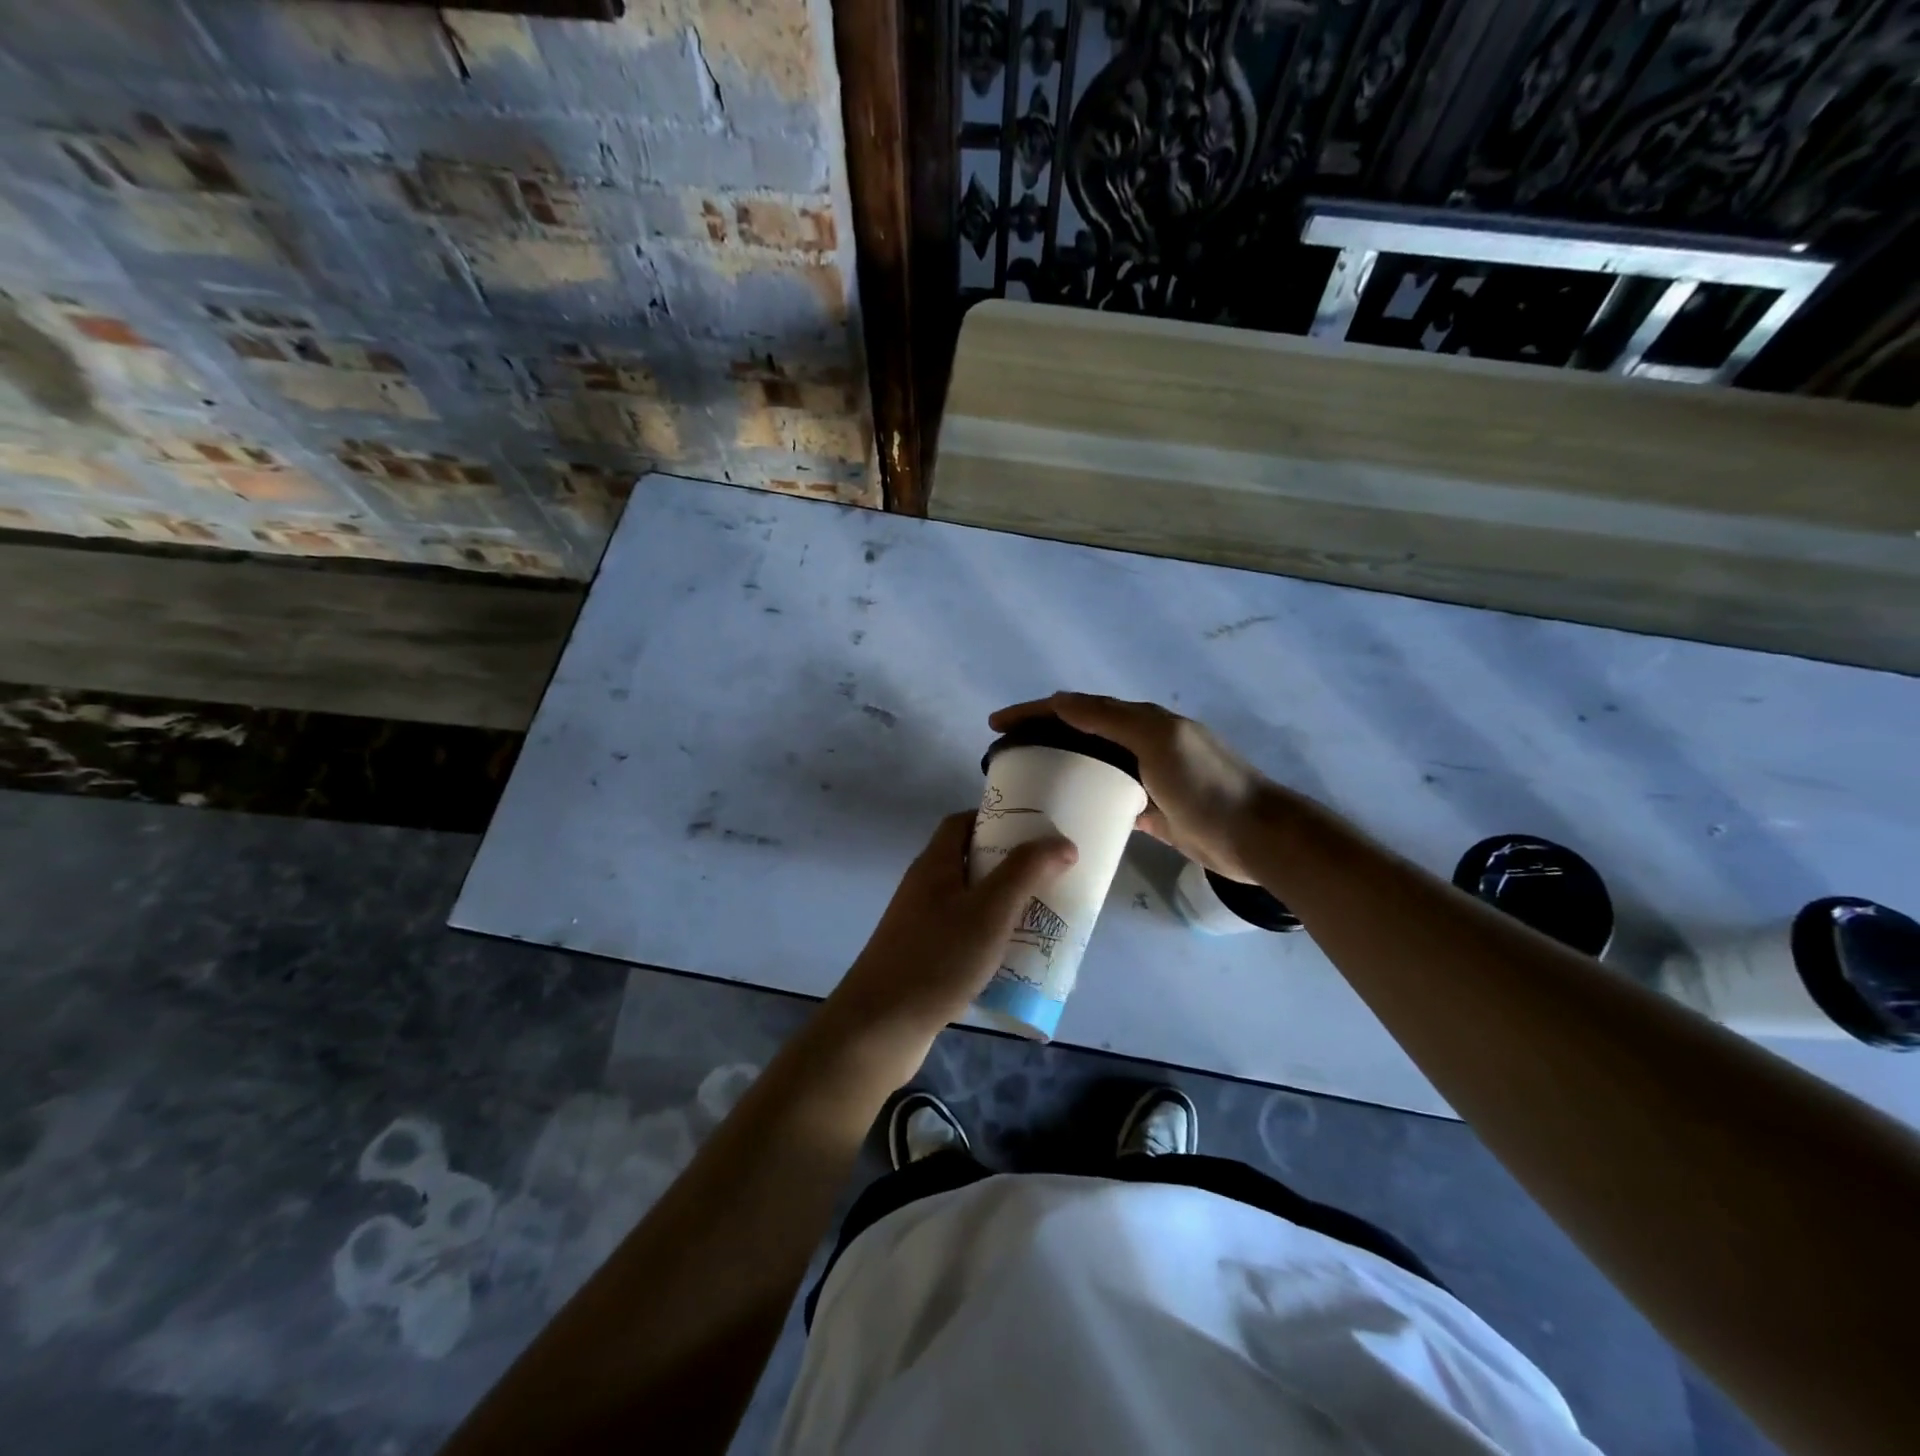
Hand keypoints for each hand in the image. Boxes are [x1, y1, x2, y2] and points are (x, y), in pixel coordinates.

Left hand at [829, 812, 1077, 1040]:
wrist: (880, 1026)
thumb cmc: (937, 957)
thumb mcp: (990, 910)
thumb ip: (1025, 872)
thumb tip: (1062, 842)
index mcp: (934, 865)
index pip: (961, 823)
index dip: (995, 819)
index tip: (1033, 829)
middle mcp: (924, 888)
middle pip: (969, 863)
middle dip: (1009, 867)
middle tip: (1049, 877)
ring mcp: (921, 926)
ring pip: (970, 903)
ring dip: (1004, 907)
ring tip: (1043, 918)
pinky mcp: (924, 959)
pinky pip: (965, 937)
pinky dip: (991, 941)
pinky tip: (1016, 960)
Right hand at [990, 692, 1280, 881]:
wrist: (1255, 836)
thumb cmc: (1205, 785)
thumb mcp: (1158, 741)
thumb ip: (1111, 719)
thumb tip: (1060, 701)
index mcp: (1140, 721)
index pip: (1076, 708)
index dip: (1034, 712)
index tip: (996, 725)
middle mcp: (1141, 743)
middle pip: (1080, 733)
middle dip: (1041, 736)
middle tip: (1006, 756)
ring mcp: (1147, 777)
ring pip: (1092, 766)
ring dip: (1060, 766)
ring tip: (1027, 784)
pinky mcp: (1152, 810)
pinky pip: (1109, 798)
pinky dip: (1085, 799)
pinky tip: (1066, 812)